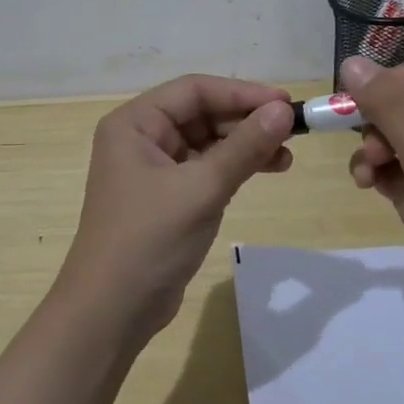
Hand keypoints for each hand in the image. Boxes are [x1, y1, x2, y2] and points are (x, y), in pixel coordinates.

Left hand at [61, 75, 294, 342]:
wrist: (112, 312)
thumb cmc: (149, 240)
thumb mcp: (201, 189)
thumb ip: (244, 147)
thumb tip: (284, 110)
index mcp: (134, 124)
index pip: (194, 91)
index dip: (241, 92)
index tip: (285, 103)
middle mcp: (141, 139)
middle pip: (201, 113)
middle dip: (246, 120)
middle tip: (292, 131)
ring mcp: (154, 169)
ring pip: (208, 142)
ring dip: (245, 145)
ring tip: (286, 156)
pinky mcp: (168, 197)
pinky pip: (207, 168)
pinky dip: (235, 167)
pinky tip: (267, 169)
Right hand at [343, 54, 403, 313]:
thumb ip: (392, 108)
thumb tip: (350, 62)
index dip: (396, 80)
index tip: (362, 98)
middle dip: (381, 122)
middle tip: (366, 145)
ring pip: (396, 134)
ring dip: (373, 148)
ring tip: (365, 173)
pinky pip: (394, 164)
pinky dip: (376, 170)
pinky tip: (366, 184)